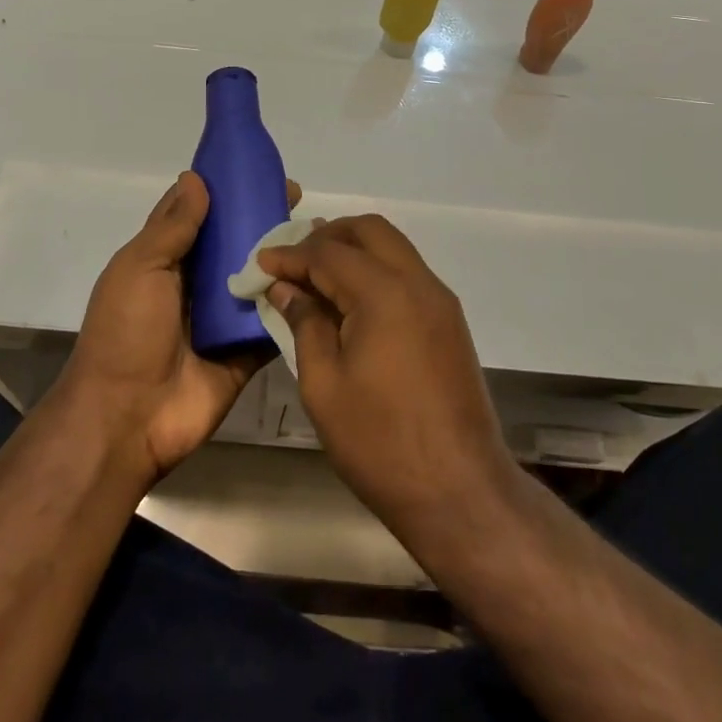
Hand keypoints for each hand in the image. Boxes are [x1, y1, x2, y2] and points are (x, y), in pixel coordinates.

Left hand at [56, 171, 294, 483]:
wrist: (127, 418)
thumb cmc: (126, 332)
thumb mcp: (140, 268)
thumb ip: (172, 226)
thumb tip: (195, 177)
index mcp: (166, 260)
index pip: (199, 214)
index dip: (224, 189)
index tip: (257, 169)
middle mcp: (197, 284)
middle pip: (235, 243)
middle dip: (263, 219)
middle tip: (298, 198)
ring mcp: (224, 317)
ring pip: (260, 277)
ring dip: (286, 257)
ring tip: (321, 233)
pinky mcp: (247, 349)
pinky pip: (276, 320)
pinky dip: (296, 302)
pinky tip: (326, 278)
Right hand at [257, 215, 516, 533]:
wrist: (460, 490)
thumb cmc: (380, 442)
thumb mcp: (324, 386)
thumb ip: (305, 325)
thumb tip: (287, 289)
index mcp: (385, 293)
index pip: (329, 253)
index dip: (291, 254)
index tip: (261, 261)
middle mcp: (418, 282)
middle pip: (370, 230)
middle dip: (328, 236)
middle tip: (293, 260)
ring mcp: (439, 300)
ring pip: (393, 247)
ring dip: (354, 250)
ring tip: (317, 275)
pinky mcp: (449, 321)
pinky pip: (407, 273)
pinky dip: (376, 271)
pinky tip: (351, 300)